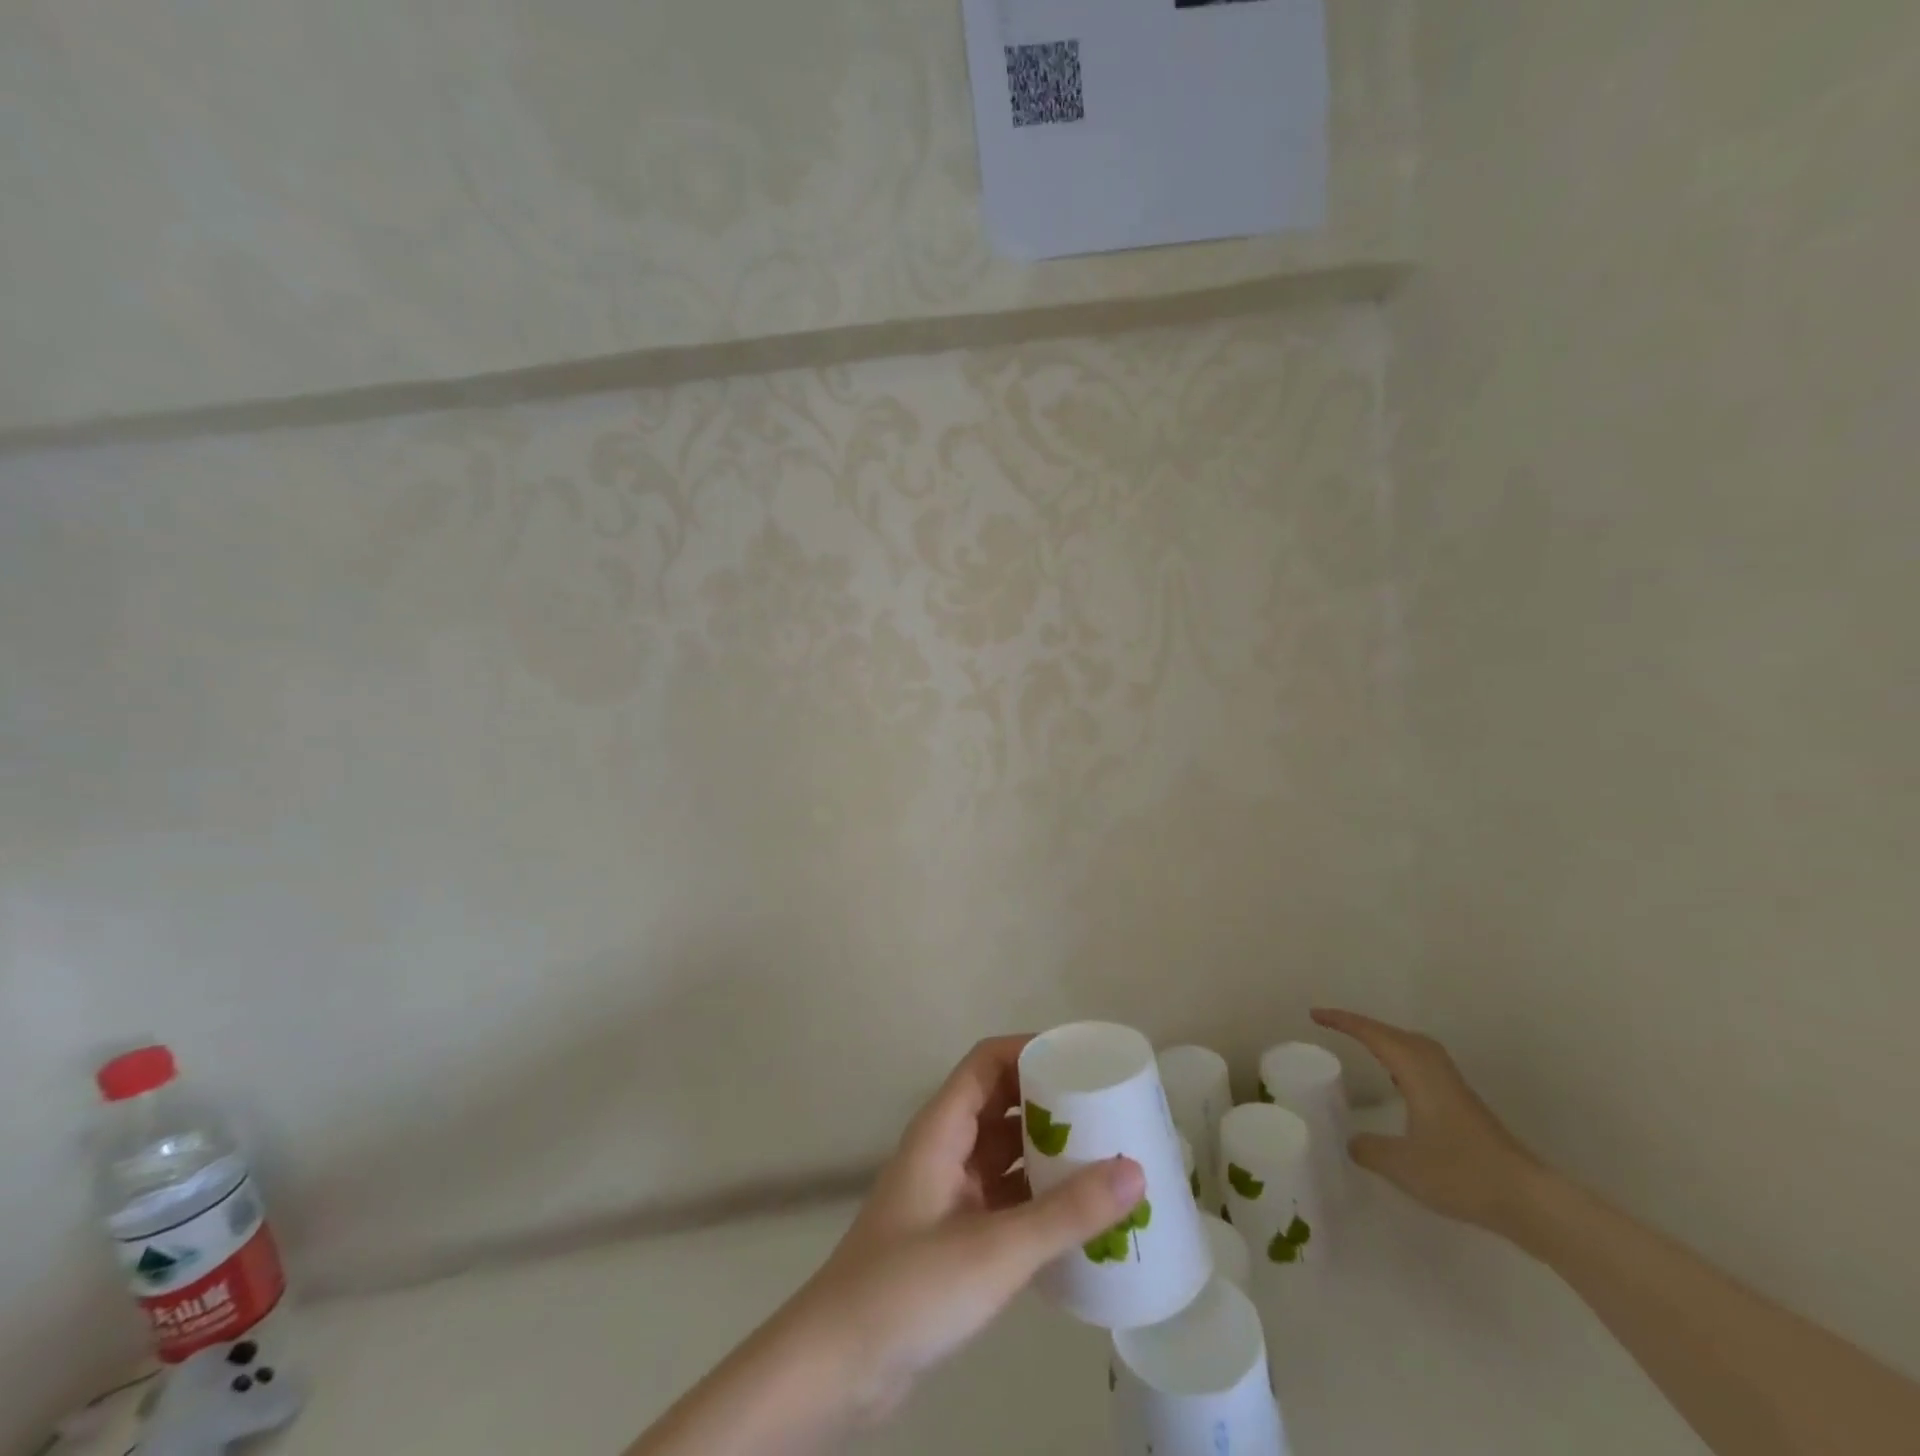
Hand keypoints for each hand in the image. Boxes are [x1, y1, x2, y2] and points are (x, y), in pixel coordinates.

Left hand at [788, 1036, 1145, 1427]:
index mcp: (943, 1129)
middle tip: (1109, 1112)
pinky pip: (1006, 1199)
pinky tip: (1080, 1220)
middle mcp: (946, 1150)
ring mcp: (949, 1195)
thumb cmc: (910, 1287)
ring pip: (1006, 1154)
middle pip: (1002, 1104)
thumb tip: (1136, 1172)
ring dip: (1048, 1154)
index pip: (989, 1062)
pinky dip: (1038, 1200)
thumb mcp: (995, 1249)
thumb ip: (1066, 1214)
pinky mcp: (955, 1237)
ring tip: (1108, 1160)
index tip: (1084, 1059)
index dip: (1032, 1050)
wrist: (838, 1367)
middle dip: (1052, 1103)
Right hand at [1311, 1008, 1543, 1234]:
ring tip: (1362, 1047)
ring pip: (1412, 1047)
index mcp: (1416, 1070)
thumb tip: (1352, 1141)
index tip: (1315, 1015)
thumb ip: (1369, 1149)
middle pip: (1394, 1033)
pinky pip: (1422, 1064)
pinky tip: (1397, 1083)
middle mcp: (1434, 1068)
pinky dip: (1401, 1060)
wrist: (1528, 1200)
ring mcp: (1452, 1085)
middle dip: (1363, 1026)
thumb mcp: (1402, 1165)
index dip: (1342, 1021)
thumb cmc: (1461, 1173)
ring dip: (1385, 1042)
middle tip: (1334, 1027)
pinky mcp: (1463, 1103)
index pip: (1372, 1034)